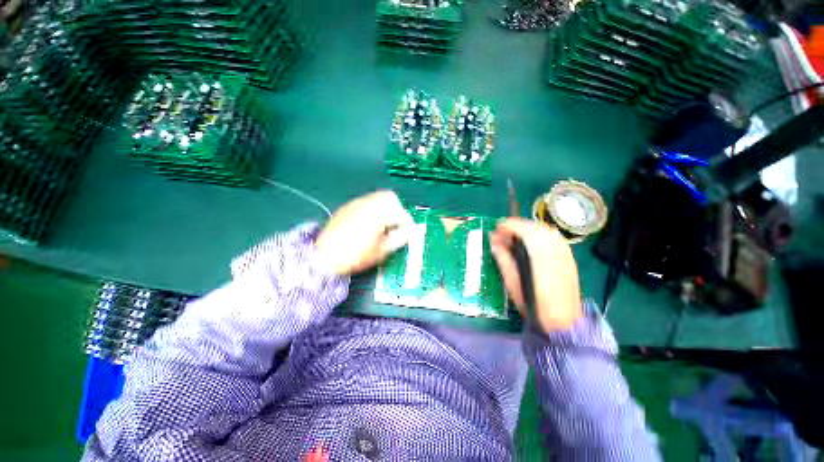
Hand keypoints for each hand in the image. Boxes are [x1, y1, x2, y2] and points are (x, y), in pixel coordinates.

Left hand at [315, 190, 414, 274]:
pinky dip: (374, 209)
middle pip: (390, 197)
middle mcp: (368, 203)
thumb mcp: (380, 251)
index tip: (409, 234)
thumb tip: (409, 234)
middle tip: (396, 225)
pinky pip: (367, 202)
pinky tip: (369, 224)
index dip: (408, 224)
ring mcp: (357, 203)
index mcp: (378, 214)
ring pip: (378, 198)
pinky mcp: (348, 207)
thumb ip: (398, 239)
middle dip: (397, 210)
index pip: (401, 213)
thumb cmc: (354, 255)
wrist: (323, 256)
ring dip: (386, 209)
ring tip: (384, 225)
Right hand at [489, 218, 582, 333]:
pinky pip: (553, 237)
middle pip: (535, 227)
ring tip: (514, 235)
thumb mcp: (512, 282)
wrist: (563, 321)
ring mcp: (564, 252)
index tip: (497, 227)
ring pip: (545, 230)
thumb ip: (503, 259)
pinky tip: (531, 241)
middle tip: (503, 232)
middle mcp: (555, 249)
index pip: (524, 230)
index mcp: (540, 255)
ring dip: (528, 228)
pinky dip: (539, 234)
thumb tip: (493, 242)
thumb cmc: (534, 303)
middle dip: (517, 225)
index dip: (509, 226)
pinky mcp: (568, 257)